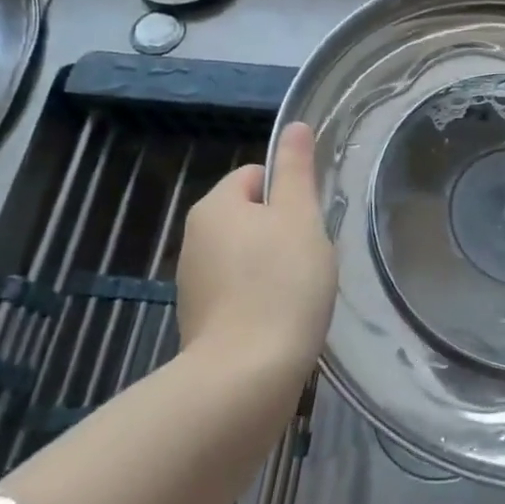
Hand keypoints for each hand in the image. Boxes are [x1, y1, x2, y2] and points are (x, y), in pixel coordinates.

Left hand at [176, 123, 337, 361]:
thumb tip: (294, 126)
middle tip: (310, 256)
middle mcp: (195, 239)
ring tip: (300, 291)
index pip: (256, 176)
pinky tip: (283, 318)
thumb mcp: (300, 217)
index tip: (310, 222)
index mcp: (215, 206)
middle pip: (251, 216)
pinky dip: (262, 298)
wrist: (246, 377)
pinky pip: (239, 291)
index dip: (289, 193)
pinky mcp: (201, 321)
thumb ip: (297, 169)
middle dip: (283, 231)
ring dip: (274, 266)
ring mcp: (194, 283)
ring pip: (247, 255)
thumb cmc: (280, 283)